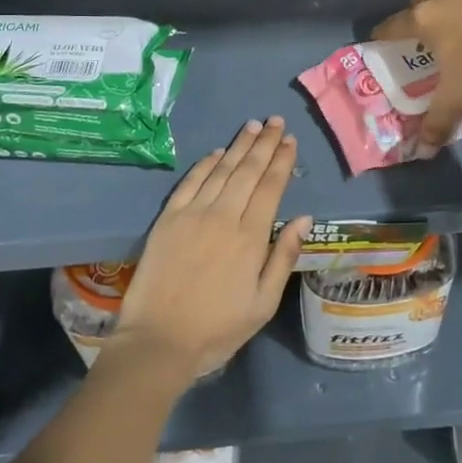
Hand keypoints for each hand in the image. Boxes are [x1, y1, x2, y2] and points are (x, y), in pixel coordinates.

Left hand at [110, 117, 310, 384]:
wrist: (158, 341)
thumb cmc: (217, 329)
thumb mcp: (263, 304)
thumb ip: (284, 257)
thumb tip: (304, 218)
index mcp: (251, 237)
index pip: (270, 187)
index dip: (282, 161)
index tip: (290, 140)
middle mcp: (224, 216)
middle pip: (248, 170)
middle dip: (265, 143)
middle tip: (276, 121)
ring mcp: (193, 214)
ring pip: (221, 170)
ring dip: (239, 146)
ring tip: (253, 126)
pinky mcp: (168, 218)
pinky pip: (190, 182)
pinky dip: (206, 164)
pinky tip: (217, 152)